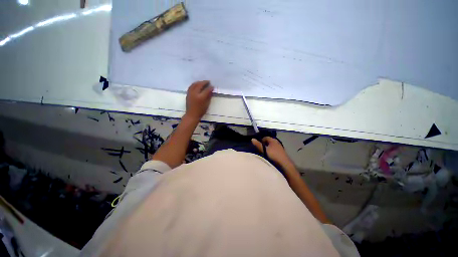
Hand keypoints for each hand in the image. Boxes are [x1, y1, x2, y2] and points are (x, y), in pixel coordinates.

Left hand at [185, 81, 213, 120]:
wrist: (192, 115)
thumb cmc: (201, 111)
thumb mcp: (207, 104)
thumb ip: (209, 96)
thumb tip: (211, 90)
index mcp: (200, 97)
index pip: (206, 90)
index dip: (210, 87)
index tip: (213, 86)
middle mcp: (195, 93)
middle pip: (199, 85)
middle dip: (204, 82)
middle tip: (208, 82)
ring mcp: (190, 93)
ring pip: (194, 84)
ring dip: (199, 82)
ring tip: (203, 82)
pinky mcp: (187, 94)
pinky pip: (191, 86)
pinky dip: (195, 84)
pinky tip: (197, 85)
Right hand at [252, 137, 291, 166]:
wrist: (285, 164)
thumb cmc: (273, 155)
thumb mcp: (264, 150)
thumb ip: (258, 145)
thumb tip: (252, 139)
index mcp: (273, 140)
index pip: (265, 137)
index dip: (261, 140)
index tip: (258, 145)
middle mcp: (277, 142)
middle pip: (269, 141)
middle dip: (264, 144)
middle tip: (260, 149)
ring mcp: (280, 147)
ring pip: (272, 146)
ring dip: (268, 148)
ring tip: (264, 153)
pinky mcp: (281, 152)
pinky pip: (274, 149)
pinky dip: (271, 151)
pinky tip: (270, 156)